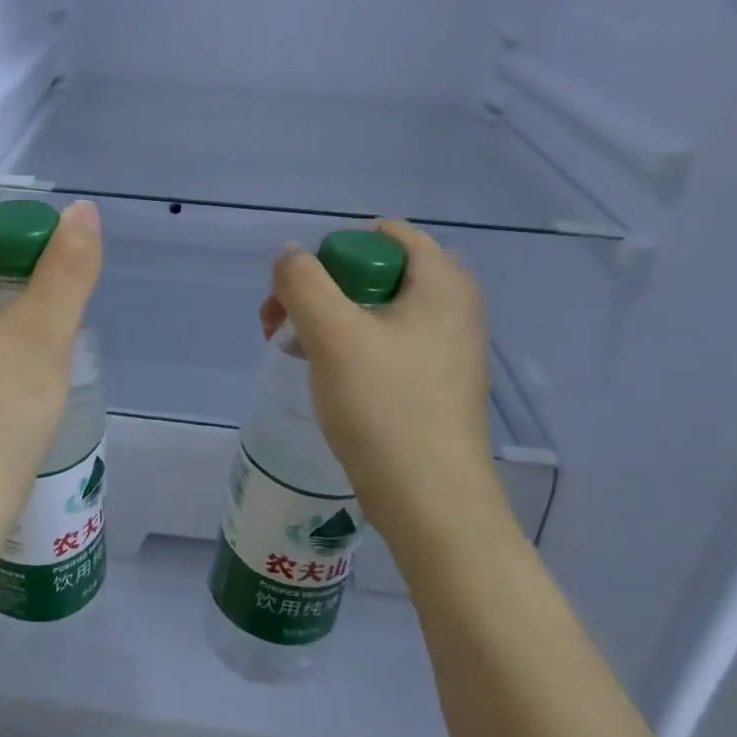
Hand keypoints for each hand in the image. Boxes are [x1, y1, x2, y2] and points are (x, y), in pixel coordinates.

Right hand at [261, 221, 507, 536]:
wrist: (432, 503)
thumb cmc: (385, 406)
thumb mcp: (332, 333)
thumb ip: (302, 281)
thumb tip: (290, 256)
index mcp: (442, 283)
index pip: (385, 233)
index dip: (335, 249)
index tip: (304, 288)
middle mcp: (453, 307)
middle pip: (375, 270)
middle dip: (322, 287)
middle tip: (284, 320)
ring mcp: (447, 348)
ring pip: (375, 309)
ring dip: (327, 318)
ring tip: (292, 348)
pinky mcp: (434, 383)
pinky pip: (385, 343)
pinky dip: (349, 346)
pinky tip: (322, 374)